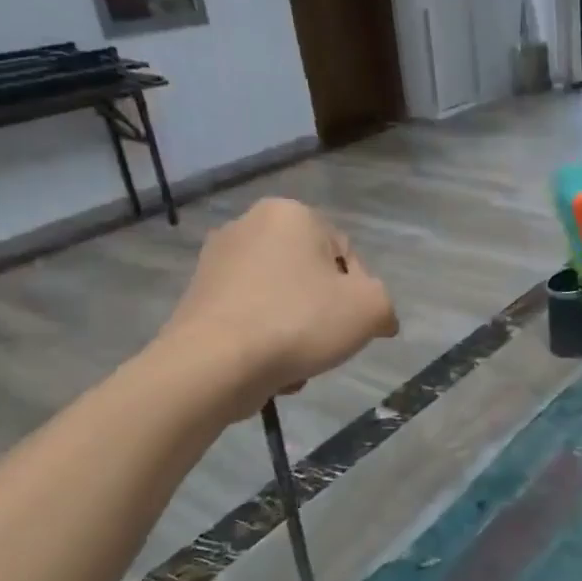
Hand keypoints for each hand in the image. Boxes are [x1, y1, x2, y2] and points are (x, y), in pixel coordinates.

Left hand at [153, 198, 397, 421]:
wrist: (214, 364)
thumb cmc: (299, 322)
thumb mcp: (370, 309)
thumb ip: (385, 305)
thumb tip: (380, 319)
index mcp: (291, 213)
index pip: (346, 254)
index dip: (358, 293)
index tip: (352, 323)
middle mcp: (248, 224)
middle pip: (312, 276)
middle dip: (323, 312)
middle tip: (327, 343)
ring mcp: (216, 261)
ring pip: (282, 300)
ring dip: (296, 330)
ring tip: (296, 362)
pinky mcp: (197, 296)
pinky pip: (249, 316)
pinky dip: (264, 338)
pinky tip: (268, 367)